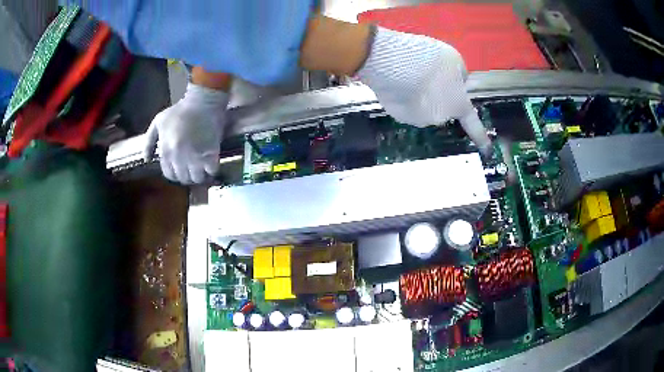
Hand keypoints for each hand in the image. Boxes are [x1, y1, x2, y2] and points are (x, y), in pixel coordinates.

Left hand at [143, 83, 228, 183]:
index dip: (175, 172)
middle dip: (187, 175)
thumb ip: (149, 141)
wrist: (203, 101)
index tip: (180, 168)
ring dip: (200, 175)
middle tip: (192, 168)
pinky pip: (211, 171)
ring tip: (202, 168)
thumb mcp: (158, 122)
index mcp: (166, 151)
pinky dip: (212, 170)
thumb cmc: (180, 110)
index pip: (169, 174)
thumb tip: (147, 159)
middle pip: (183, 178)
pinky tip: (211, 163)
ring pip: (197, 178)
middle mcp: (179, 158)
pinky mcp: (211, 154)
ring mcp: (195, 157)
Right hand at [358, 27, 491, 154]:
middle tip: (428, 76)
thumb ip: (460, 75)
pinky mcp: (398, 116)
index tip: (487, 150)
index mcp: (458, 104)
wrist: (390, 60)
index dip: (481, 137)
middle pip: (443, 108)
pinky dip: (405, 97)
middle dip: (439, 96)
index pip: (473, 125)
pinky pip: (406, 107)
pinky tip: (398, 82)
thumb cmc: (427, 57)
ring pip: (423, 107)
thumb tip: (456, 82)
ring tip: (409, 75)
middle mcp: (440, 118)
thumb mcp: (454, 59)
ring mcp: (417, 119)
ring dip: (421, 95)